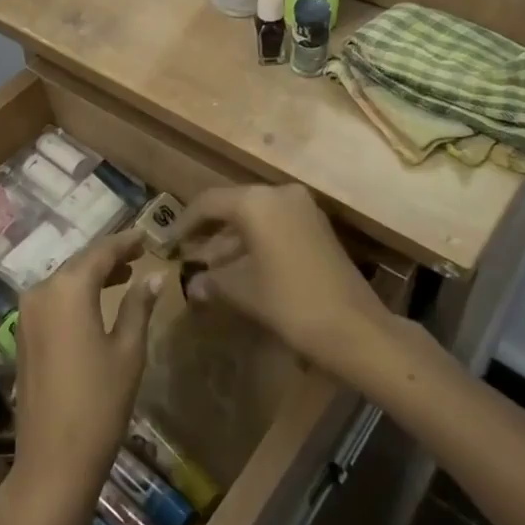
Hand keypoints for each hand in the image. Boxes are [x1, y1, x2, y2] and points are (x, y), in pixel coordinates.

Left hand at [9, 230, 161, 503]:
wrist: (53, 461)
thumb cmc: (99, 403)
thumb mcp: (128, 351)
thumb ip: (138, 306)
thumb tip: (154, 276)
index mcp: (67, 289)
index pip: (100, 252)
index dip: (125, 242)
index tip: (146, 235)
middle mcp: (41, 291)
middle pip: (79, 263)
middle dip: (108, 256)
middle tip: (138, 253)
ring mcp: (26, 314)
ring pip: (64, 280)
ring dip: (92, 275)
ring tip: (124, 275)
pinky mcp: (23, 335)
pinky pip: (53, 300)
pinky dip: (75, 294)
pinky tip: (96, 302)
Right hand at [171, 185, 391, 372]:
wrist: (355, 329)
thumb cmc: (290, 303)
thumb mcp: (243, 291)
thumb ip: (213, 281)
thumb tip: (192, 284)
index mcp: (257, 202)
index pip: (209, 203)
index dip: (184, 223)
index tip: (168, 243)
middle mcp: (279, 194)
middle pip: (233, 206)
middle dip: (209, 231)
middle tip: (187, 253)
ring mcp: (302, 209)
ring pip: (255, 217)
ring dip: (231, 240)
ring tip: (208, 267)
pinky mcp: (317, 227)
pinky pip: (275, 226)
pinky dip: (254, 243)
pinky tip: (239, 268)